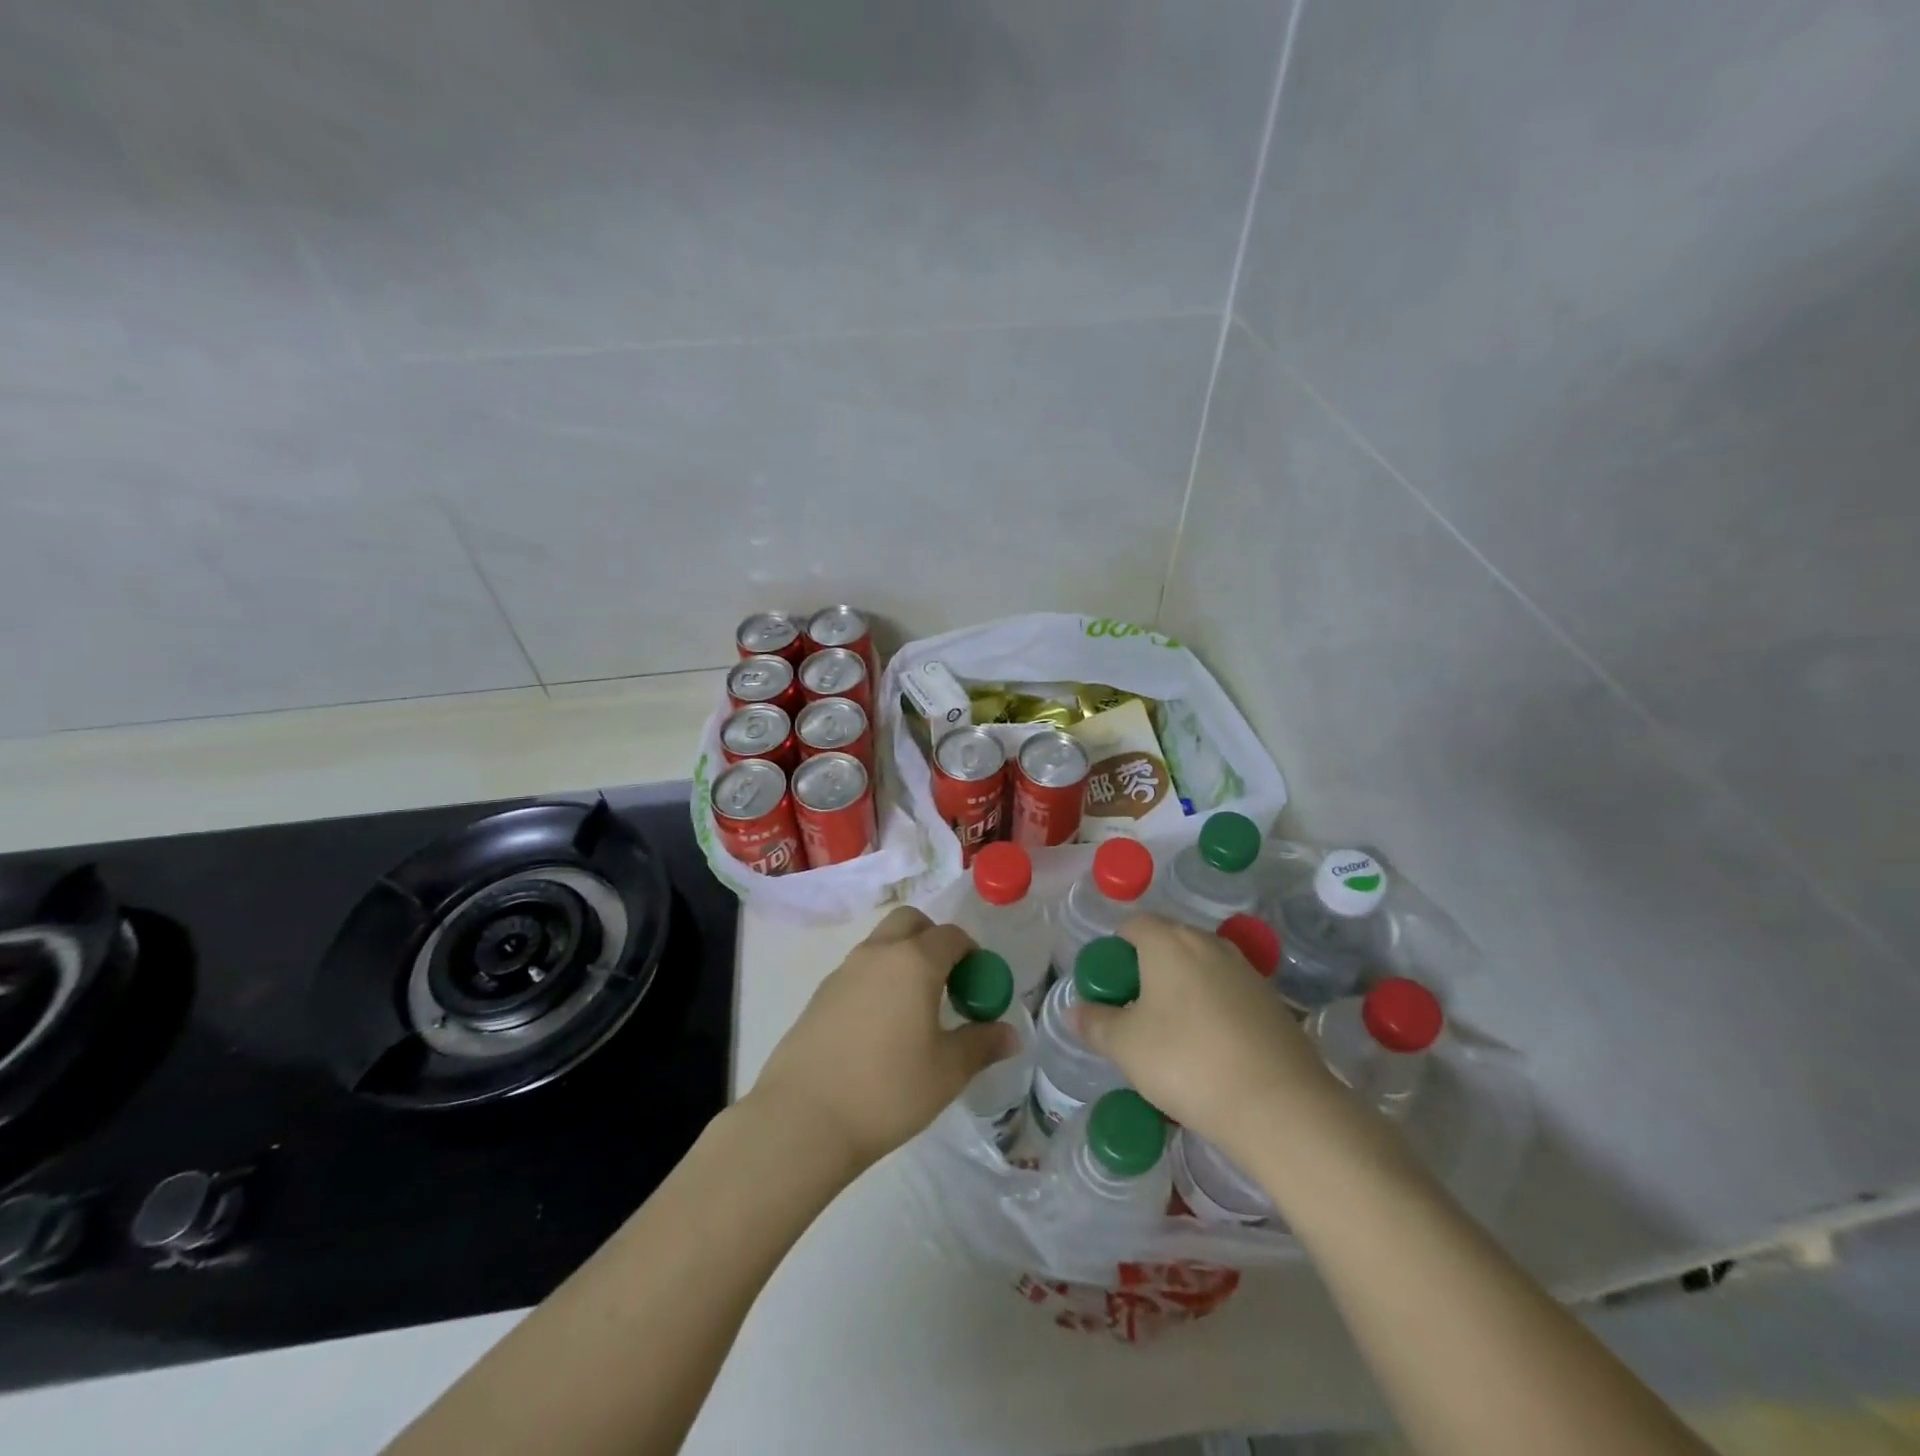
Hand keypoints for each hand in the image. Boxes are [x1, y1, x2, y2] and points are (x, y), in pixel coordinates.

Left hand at [748, 907, 1016, 1175]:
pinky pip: (859, 970)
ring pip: (881, 943)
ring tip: (913, 1008)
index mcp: (914, 961)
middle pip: (910, 922)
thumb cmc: (888, 1090)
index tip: (978, 984)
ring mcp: (844, 970)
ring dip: (903, 958)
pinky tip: (879, 1027)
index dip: (972, 953)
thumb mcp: (947, 1072)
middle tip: (946, 981)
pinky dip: (877, 980)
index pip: (951, 936)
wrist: (803, 1119)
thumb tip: (1011, 1034)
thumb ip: (981, 1045)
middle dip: (933, 939)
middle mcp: (878, 953)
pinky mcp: (820, 994)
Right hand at [1076, 913, 1340, 1167]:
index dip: (1114, 953)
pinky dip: (1212, 1010)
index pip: (1132, 925)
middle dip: (1147, 971)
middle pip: (1167, 943)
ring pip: (1199, 969)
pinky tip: (1210, 1050)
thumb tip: (1076, 1010)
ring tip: (1172, 1036)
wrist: (1279, 1105)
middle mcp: (1208, 942)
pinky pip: (1227, 993)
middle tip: (1135, 1014)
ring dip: (1181, 991)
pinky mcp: (1272, 1001)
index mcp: (1168, 941)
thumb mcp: (1124, 1046)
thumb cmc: (1186, 1061)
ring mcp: (1245, 970)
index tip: (1109, 990)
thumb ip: (1095, 1022)